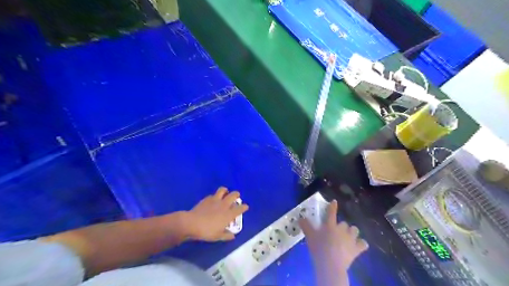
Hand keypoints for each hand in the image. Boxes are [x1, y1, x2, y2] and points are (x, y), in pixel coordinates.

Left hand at [186, 188, 249, 241]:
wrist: (192, 223)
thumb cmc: (207, 231)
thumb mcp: (218, 236)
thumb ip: (226, 235)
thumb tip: (233, 235)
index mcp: (229, 214)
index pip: (240, 208)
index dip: (244, 207)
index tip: (246, 207)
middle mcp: (224, 205)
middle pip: (233, 195)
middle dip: (236, 195)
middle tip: (237, 196)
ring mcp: (215, 200)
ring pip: (223, 190)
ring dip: (226, 190)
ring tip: (226, 193)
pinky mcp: (207, 198)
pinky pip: (213, 194)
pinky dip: (215, 196)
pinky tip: (213, 199)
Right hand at [300, 201, 367, 272]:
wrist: (330, 264)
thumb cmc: (319, 248)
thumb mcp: (309, 236)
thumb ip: (305, 226)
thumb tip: (300, 218)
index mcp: (330, 225)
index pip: (331, 212)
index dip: (333, 206)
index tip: (334, 202)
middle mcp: (341, 229)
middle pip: (344, 223)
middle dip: (342, 226)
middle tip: (336, 232)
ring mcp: (350, 238)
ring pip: (354, 230)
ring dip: (352, 232)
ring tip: (348, 237)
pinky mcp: (356, 248)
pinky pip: (363, 244)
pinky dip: (361, 244)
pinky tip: (359, 246)